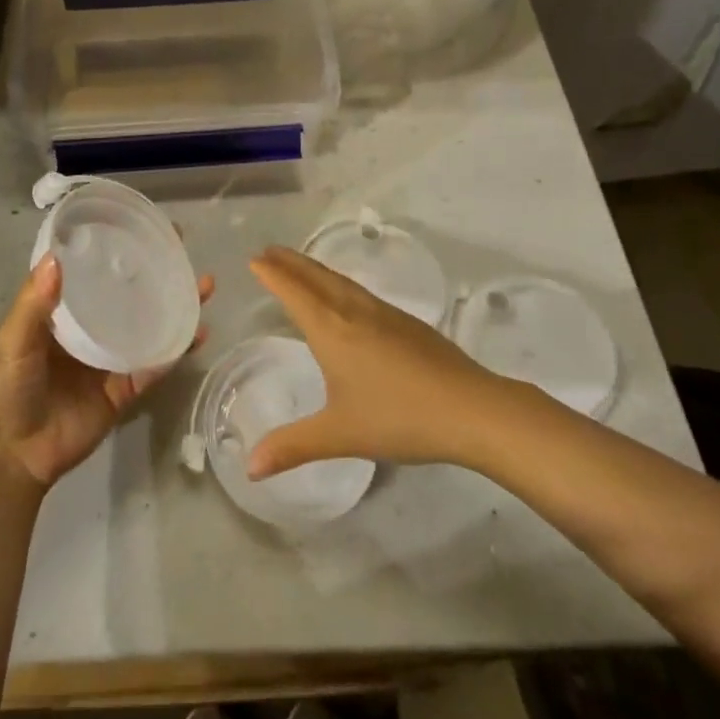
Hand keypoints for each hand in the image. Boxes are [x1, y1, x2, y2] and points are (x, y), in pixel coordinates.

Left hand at [0, 255, 214, 493]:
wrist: (11, 455)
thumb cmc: (4, 389)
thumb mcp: (12, 340)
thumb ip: (33, 304)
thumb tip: (57, 258)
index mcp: (63, 311)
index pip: (94, 270)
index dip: (117, 247)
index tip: (142, 225)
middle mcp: (90, 328)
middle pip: (129, 293)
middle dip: (156, 272)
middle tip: (183, 247)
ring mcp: (110, 358)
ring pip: (150, 325)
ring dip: (176, 306)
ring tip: (203, 284)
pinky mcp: (124, 390)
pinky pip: (154, 366)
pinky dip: (176, 350)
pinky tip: (198, 333)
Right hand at [245, 245, 492, 479]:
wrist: (469, 408)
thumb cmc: (398, 418)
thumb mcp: (339, 435)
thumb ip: (292, 447)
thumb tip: (250, 468)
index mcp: (332, 330)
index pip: (294, 292)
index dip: (272, 274)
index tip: (254, 258)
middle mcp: (354, 311)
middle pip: (316, 277)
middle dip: (290, 262)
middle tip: (268, 250)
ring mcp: (384, 313)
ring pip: (341, 281)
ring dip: (314, 269)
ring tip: (300, 265)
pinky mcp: (407, 322)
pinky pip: (360, 291)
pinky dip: (339, 282)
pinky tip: (346, 296)